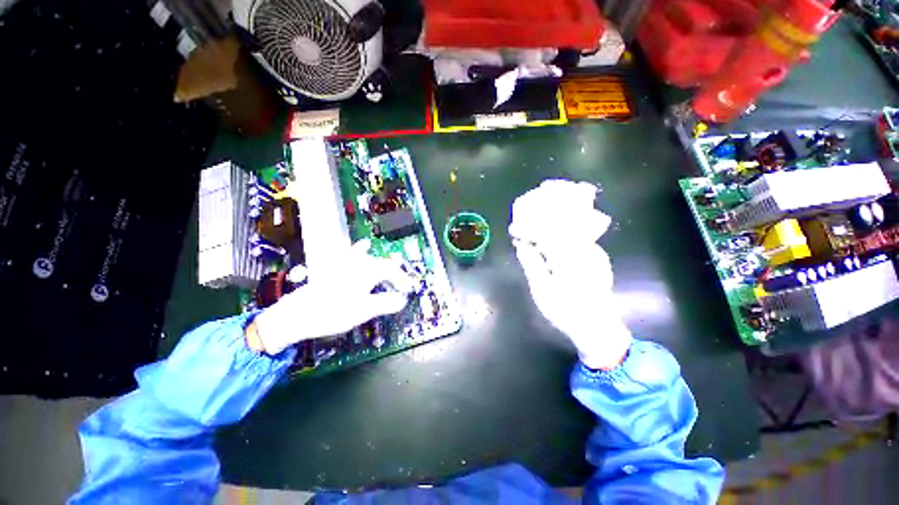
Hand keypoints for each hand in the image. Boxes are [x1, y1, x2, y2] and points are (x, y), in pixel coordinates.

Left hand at [252, 240, 412, 354]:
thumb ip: (385, 303)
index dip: (402, 279)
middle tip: (401, 284)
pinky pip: (350, 255)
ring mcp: (343, 266)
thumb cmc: (332, 313)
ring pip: (369, 259)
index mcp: (365, 274)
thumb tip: (403, 299)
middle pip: (381, 264)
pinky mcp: (333, 270)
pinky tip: (363, 245)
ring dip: (381, 263)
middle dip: (394, 273)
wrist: (296, 315)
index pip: (390, 270)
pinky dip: (359, 251)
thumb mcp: (363, 312)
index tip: (408, 289)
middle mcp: (356, 265)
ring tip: (392, 264)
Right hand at [510, 180, 630, 369]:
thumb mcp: (542, 289)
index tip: (521, 215)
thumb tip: (521, 242)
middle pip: (569, 218)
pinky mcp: (597, 256)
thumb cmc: (565, 311)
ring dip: (566, 208)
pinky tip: (562, 220)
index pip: (549, 230)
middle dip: (559, 199)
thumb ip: (532, 262)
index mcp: (568, 258)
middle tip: (547, 186)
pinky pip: (582, 233)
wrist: (597, 326)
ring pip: (577, 224)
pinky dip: (571, 222)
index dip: (533, 221)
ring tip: (553, 195)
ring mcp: (594, 252)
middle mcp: (585, 249)